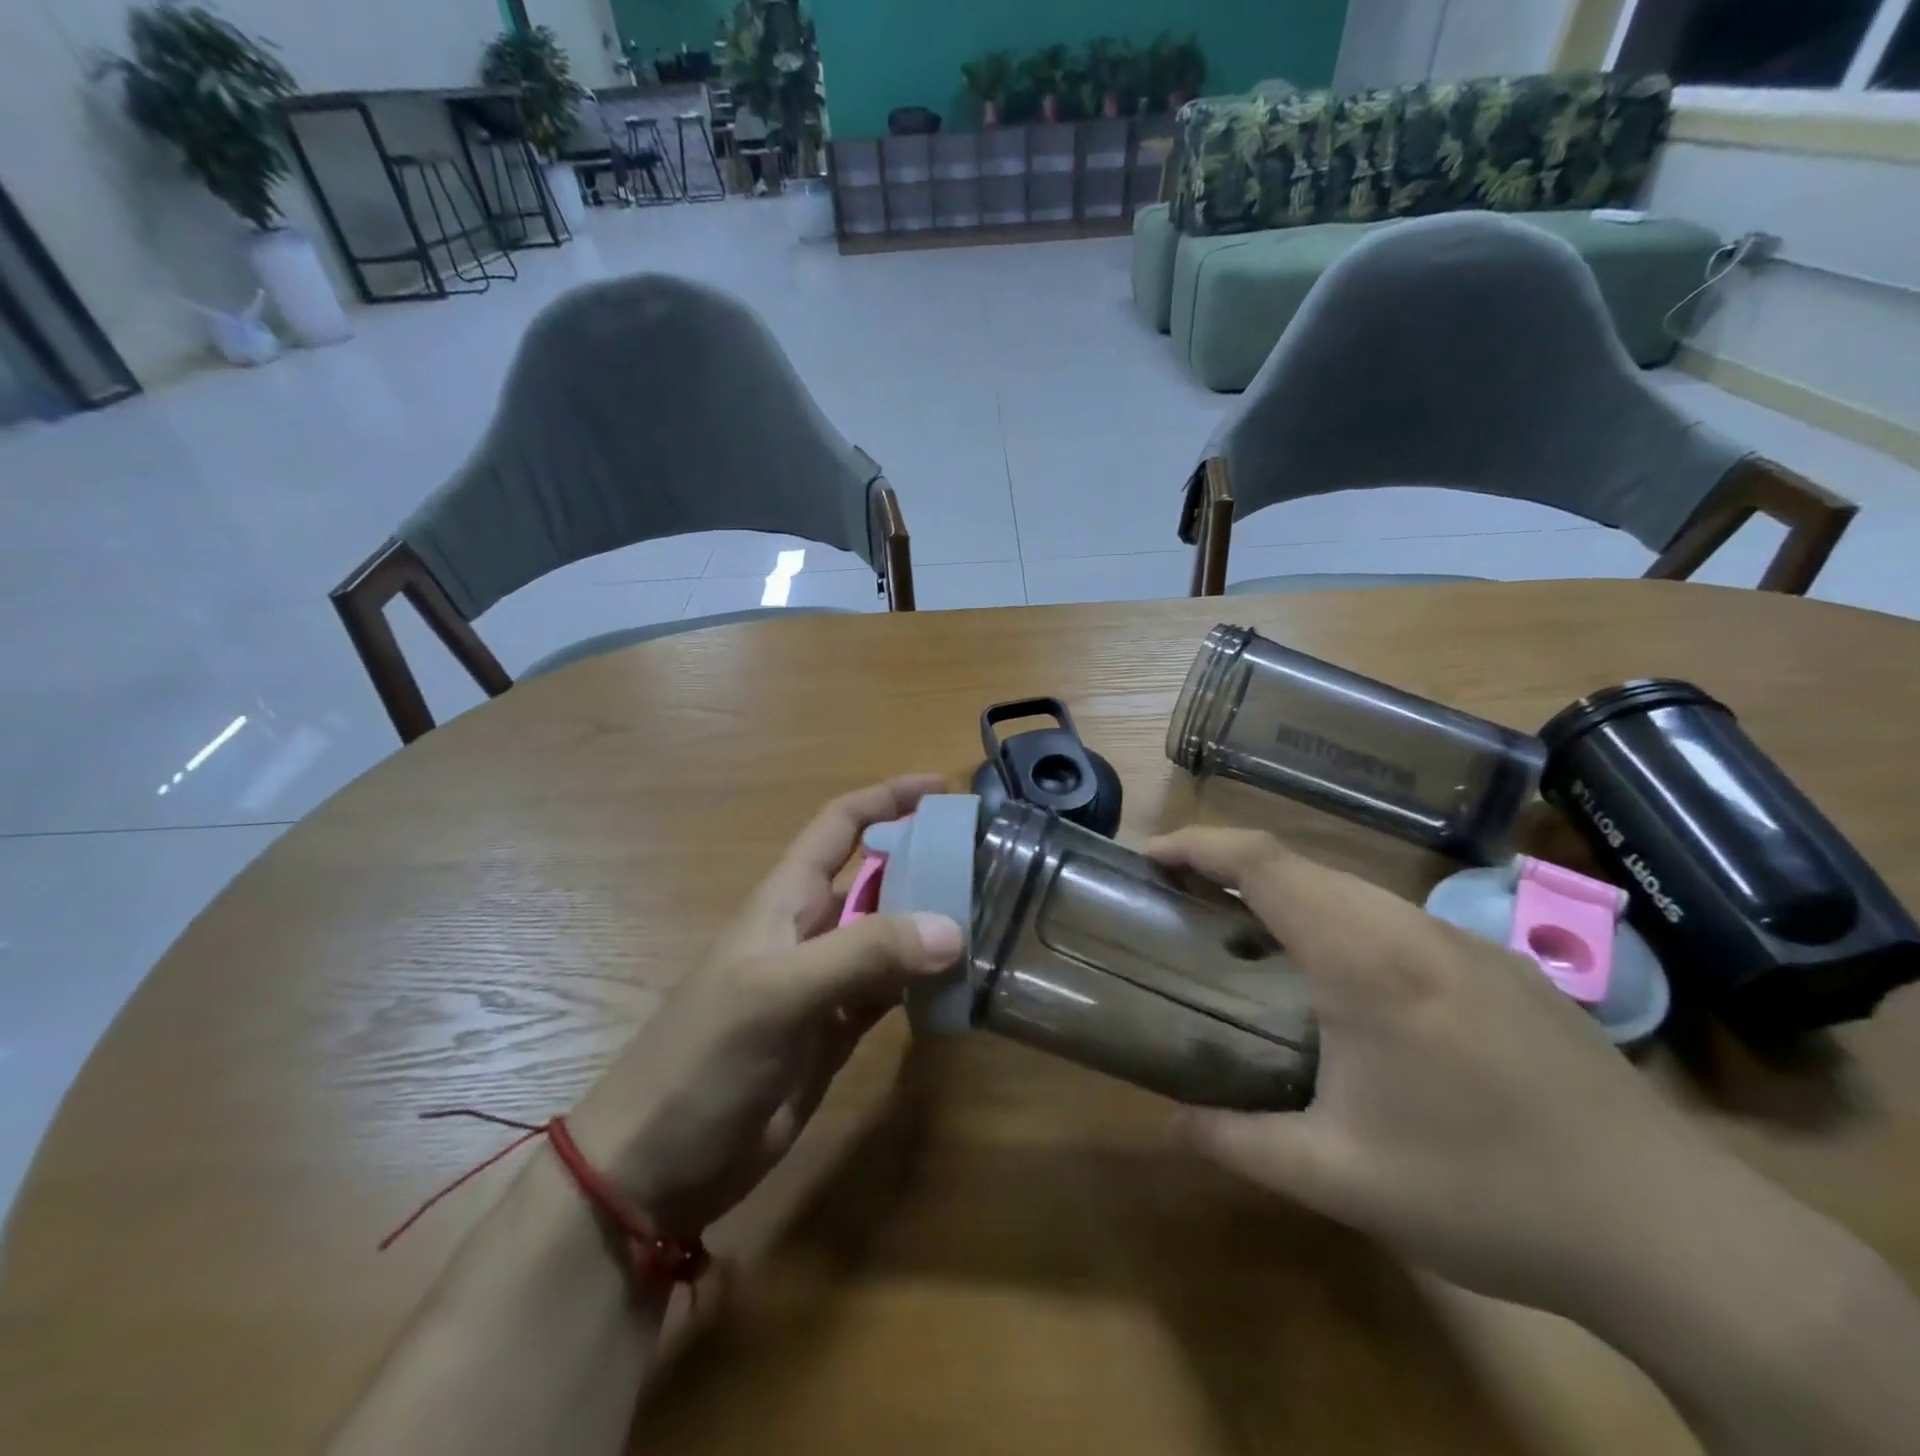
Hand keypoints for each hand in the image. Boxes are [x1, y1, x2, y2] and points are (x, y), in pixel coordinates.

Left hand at [571, 776, 963, 1236]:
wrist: (655, 1166)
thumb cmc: (704, 1059)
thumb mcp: (777, 994)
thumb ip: (862, 956)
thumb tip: (952, 928)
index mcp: (786, 899)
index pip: (841, 825)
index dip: (887, 798)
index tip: (943, 789)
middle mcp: (810, 931)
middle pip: (876, 877)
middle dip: (926, 861)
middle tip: (991, 863)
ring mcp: (825, 984)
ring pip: (891, 936)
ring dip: (933, 925)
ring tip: (993, 918)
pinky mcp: (837, 1032)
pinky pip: (892, 992)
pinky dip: (925, 984)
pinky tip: (961, 984)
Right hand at [1148, 827, 1757, 1317]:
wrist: (1676, 1233)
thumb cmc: (1488, 1195)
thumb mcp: (1342, 1180)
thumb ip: (1241, 1142)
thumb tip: (1172, 1122)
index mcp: (1367, 961)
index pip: (1266, 864)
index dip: (1200, 846)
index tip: (1151, 858)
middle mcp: (1414, 929)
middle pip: (1304, 866)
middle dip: (1233, 867)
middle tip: (1186, 902)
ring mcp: (1467, 942)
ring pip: (1354, 889)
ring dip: (1291, 895)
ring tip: (1252, 939)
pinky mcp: (1504, 965)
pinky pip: (1398, 918)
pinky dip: (1343, 920)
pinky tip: (1347, 982)